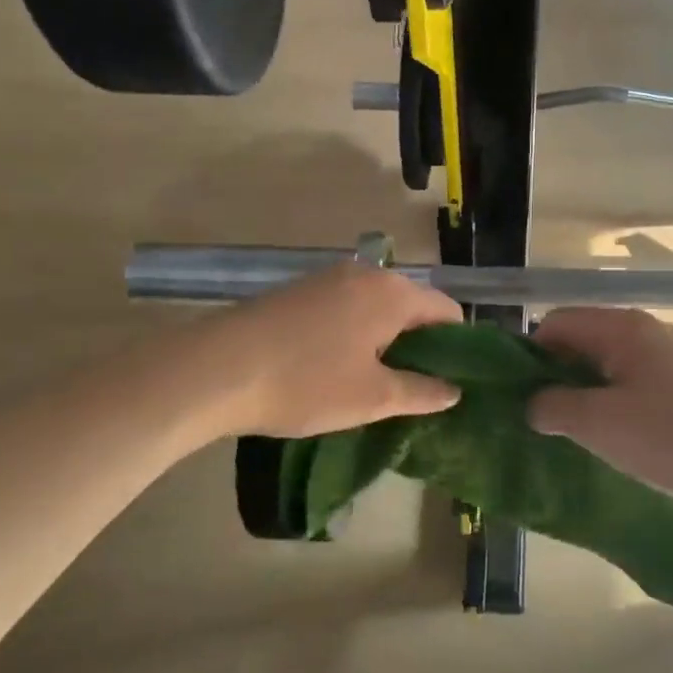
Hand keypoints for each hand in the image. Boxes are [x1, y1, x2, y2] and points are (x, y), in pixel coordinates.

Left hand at [204, 265, 462, 437]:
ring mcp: (326, 279)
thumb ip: (421, 392)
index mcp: (392, 293)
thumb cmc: (306, 383)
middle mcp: (364, 274)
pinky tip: (337, 365)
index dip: (457, 346)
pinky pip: (345, 308)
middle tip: (415, 388)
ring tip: (377, 381)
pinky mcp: (298, 291)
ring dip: (385, 339)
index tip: (450, 381)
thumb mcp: (372, 397)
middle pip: (412, 305)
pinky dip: (355, 332)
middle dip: (420, 343)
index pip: (447, 310)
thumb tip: (454, 391)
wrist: (215, 369)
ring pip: (376, 306)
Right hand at [528, 307, 672, 501]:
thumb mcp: (598, 423)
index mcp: (620, 328)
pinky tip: (623, 441)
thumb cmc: (672, 435)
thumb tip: (534, 403)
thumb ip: (554, 407)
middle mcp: (648, 331)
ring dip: (590, 394)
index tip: (517, 394)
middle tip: (542, 417)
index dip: (529, 354)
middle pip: (585, 341)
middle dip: (558, 376)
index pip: (555, 322)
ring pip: (614, 366)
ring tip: (578, 433)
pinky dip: (621, 405)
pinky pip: (642, 385)